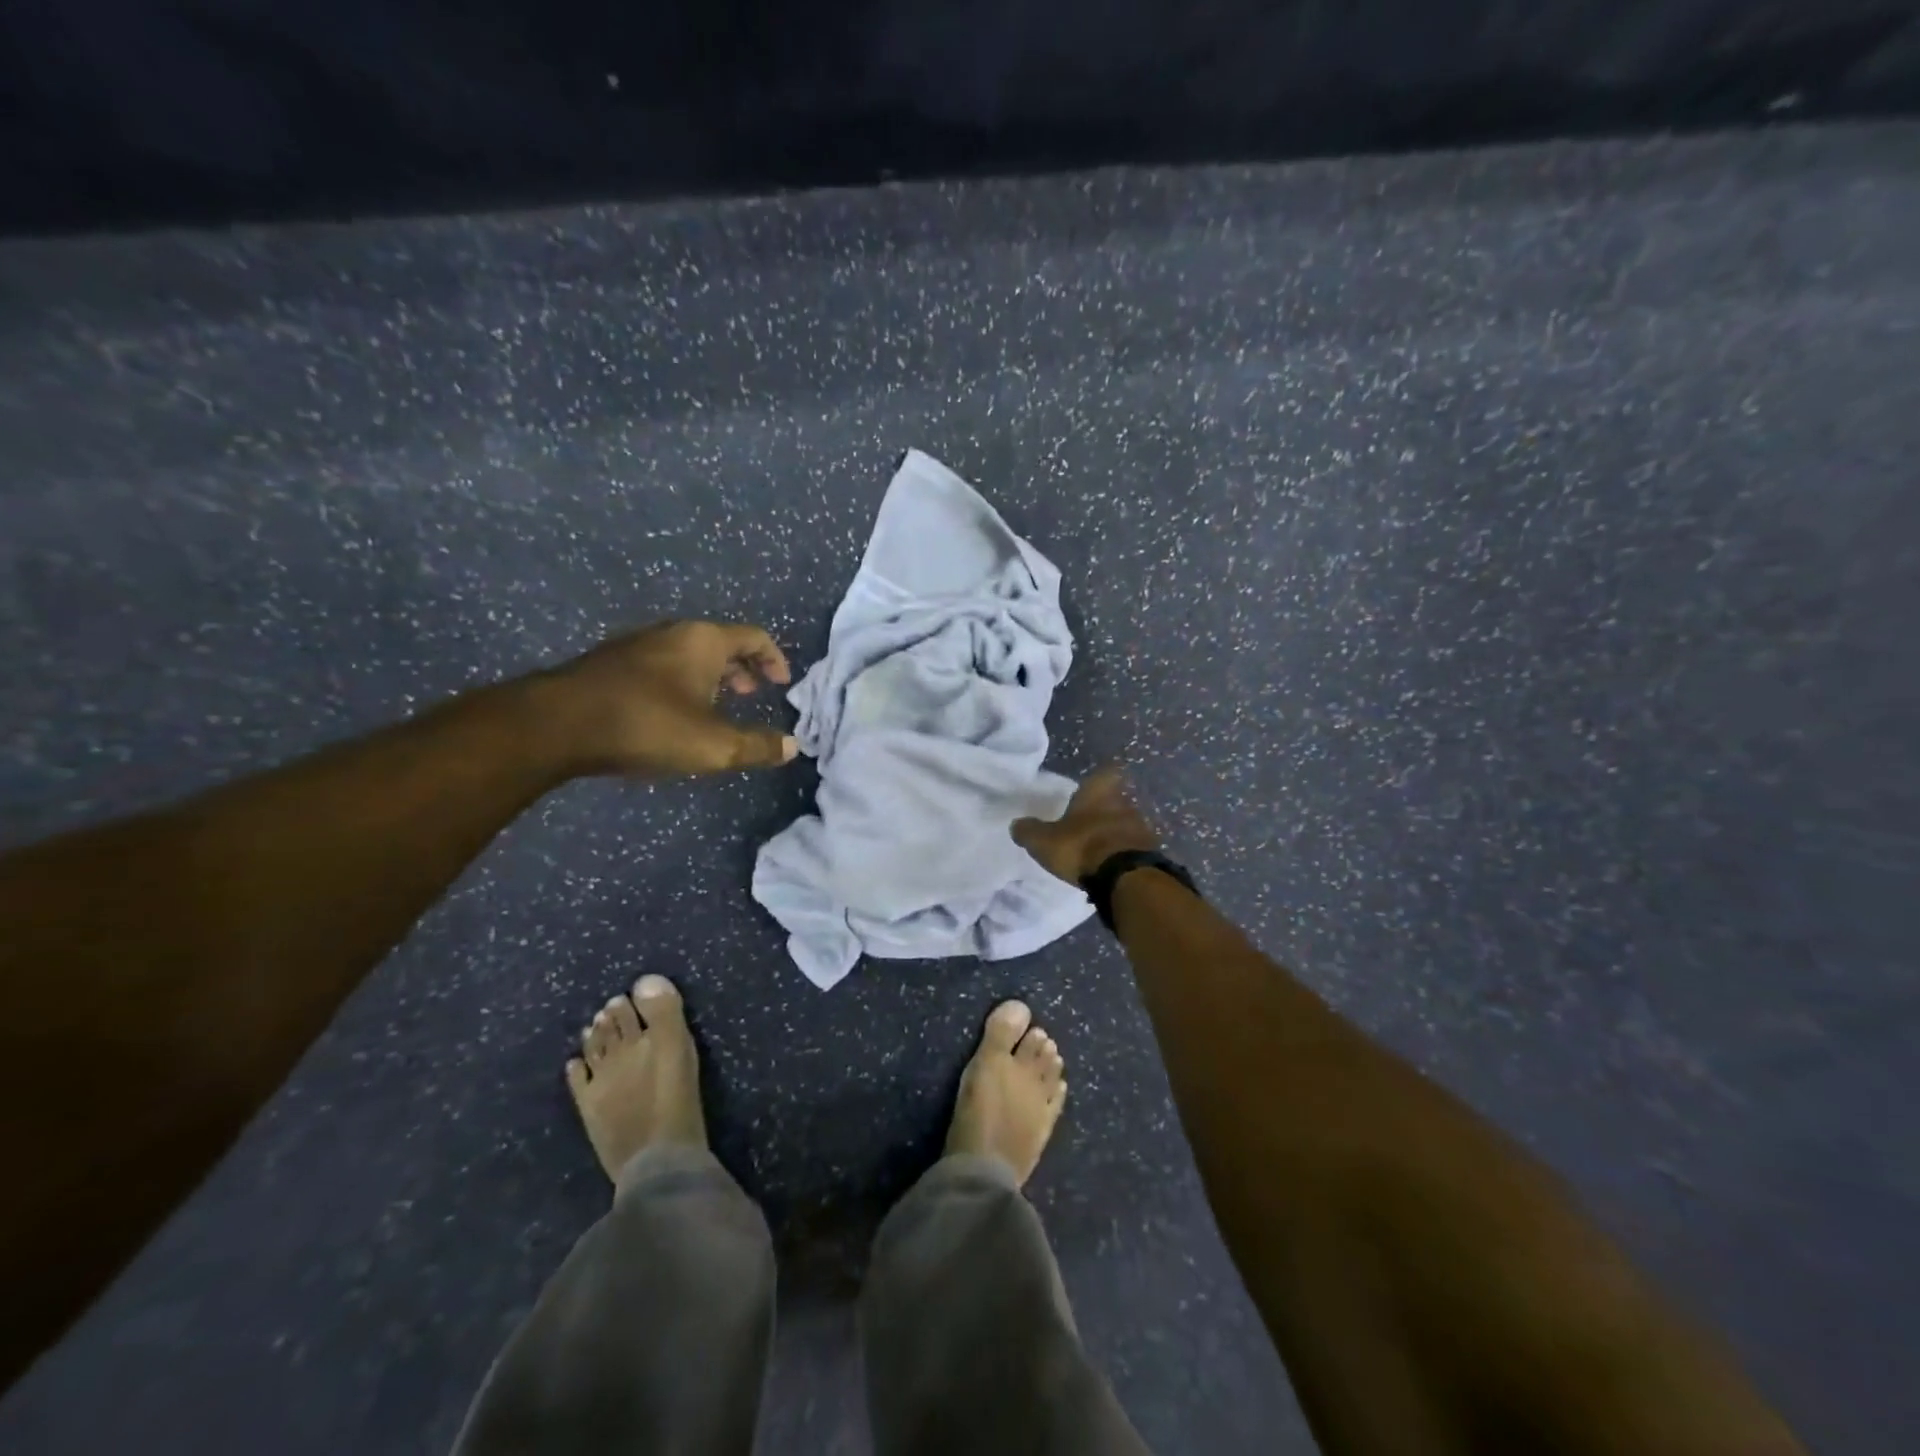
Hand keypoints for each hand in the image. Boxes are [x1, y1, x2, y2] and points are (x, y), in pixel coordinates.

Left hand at [538, 621, 798, 775]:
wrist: (558, 724)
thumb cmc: (648, 725)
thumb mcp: (714, 745)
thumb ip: (757, 746)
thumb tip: (792, 746)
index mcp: (704, 641)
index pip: (754, 636)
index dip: (774, 658)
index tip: (782, 683)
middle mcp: (672, 633)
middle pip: (719, 641)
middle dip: (742, 668)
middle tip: (752, 694)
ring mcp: (636, 645)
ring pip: (687, 653)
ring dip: (710, 676)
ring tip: (715, 707)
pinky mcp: (609, 664)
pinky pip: (660, 664)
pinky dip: (680, 681)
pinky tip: (671, 713)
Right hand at [1011, 766, 1160, 884]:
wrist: (1124, 877)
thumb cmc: (1081, 847)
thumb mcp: (1043, 841)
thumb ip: (1029, 831)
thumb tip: (1017, 824)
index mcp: (1099, 792)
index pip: (1105, 772)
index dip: (1099, 779)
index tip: (1090, 789)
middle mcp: (1124, 802)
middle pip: (1116, 799)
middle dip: (1104, 810)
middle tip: (1087, 824)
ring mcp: (1142, 827)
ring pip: (1127, 823)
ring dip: (1115, 833)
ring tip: (1099, 850)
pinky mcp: (1151, 852)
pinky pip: (1135, 847)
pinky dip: (1125, 853)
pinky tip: (1112, 867)